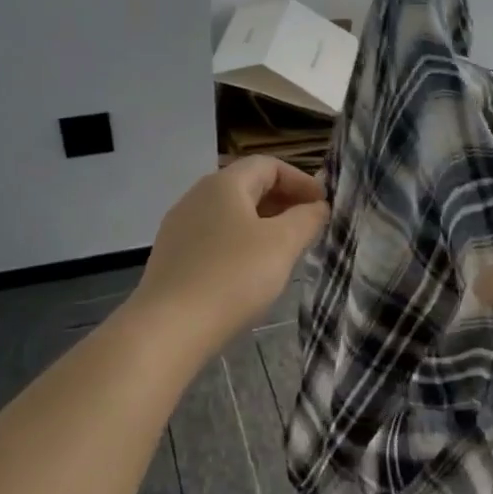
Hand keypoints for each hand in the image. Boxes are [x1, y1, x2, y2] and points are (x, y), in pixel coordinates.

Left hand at [131, 157, 329, 348]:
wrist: (168, 328)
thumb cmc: (233, 276)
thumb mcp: (282, 244)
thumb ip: (307, 219)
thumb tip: (318, 206)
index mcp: (223, 184)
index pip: (268, 165)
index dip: (301, 180)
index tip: (324, 205)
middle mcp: (197, 197)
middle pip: (248, 186)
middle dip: (284, 202)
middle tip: (310, 226)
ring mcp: (180, 228)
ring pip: (231, 215)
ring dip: (264, 224)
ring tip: (286, 250)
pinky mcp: (173, 258)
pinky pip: (215, 238)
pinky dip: (241, 244)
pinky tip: (252, 272)